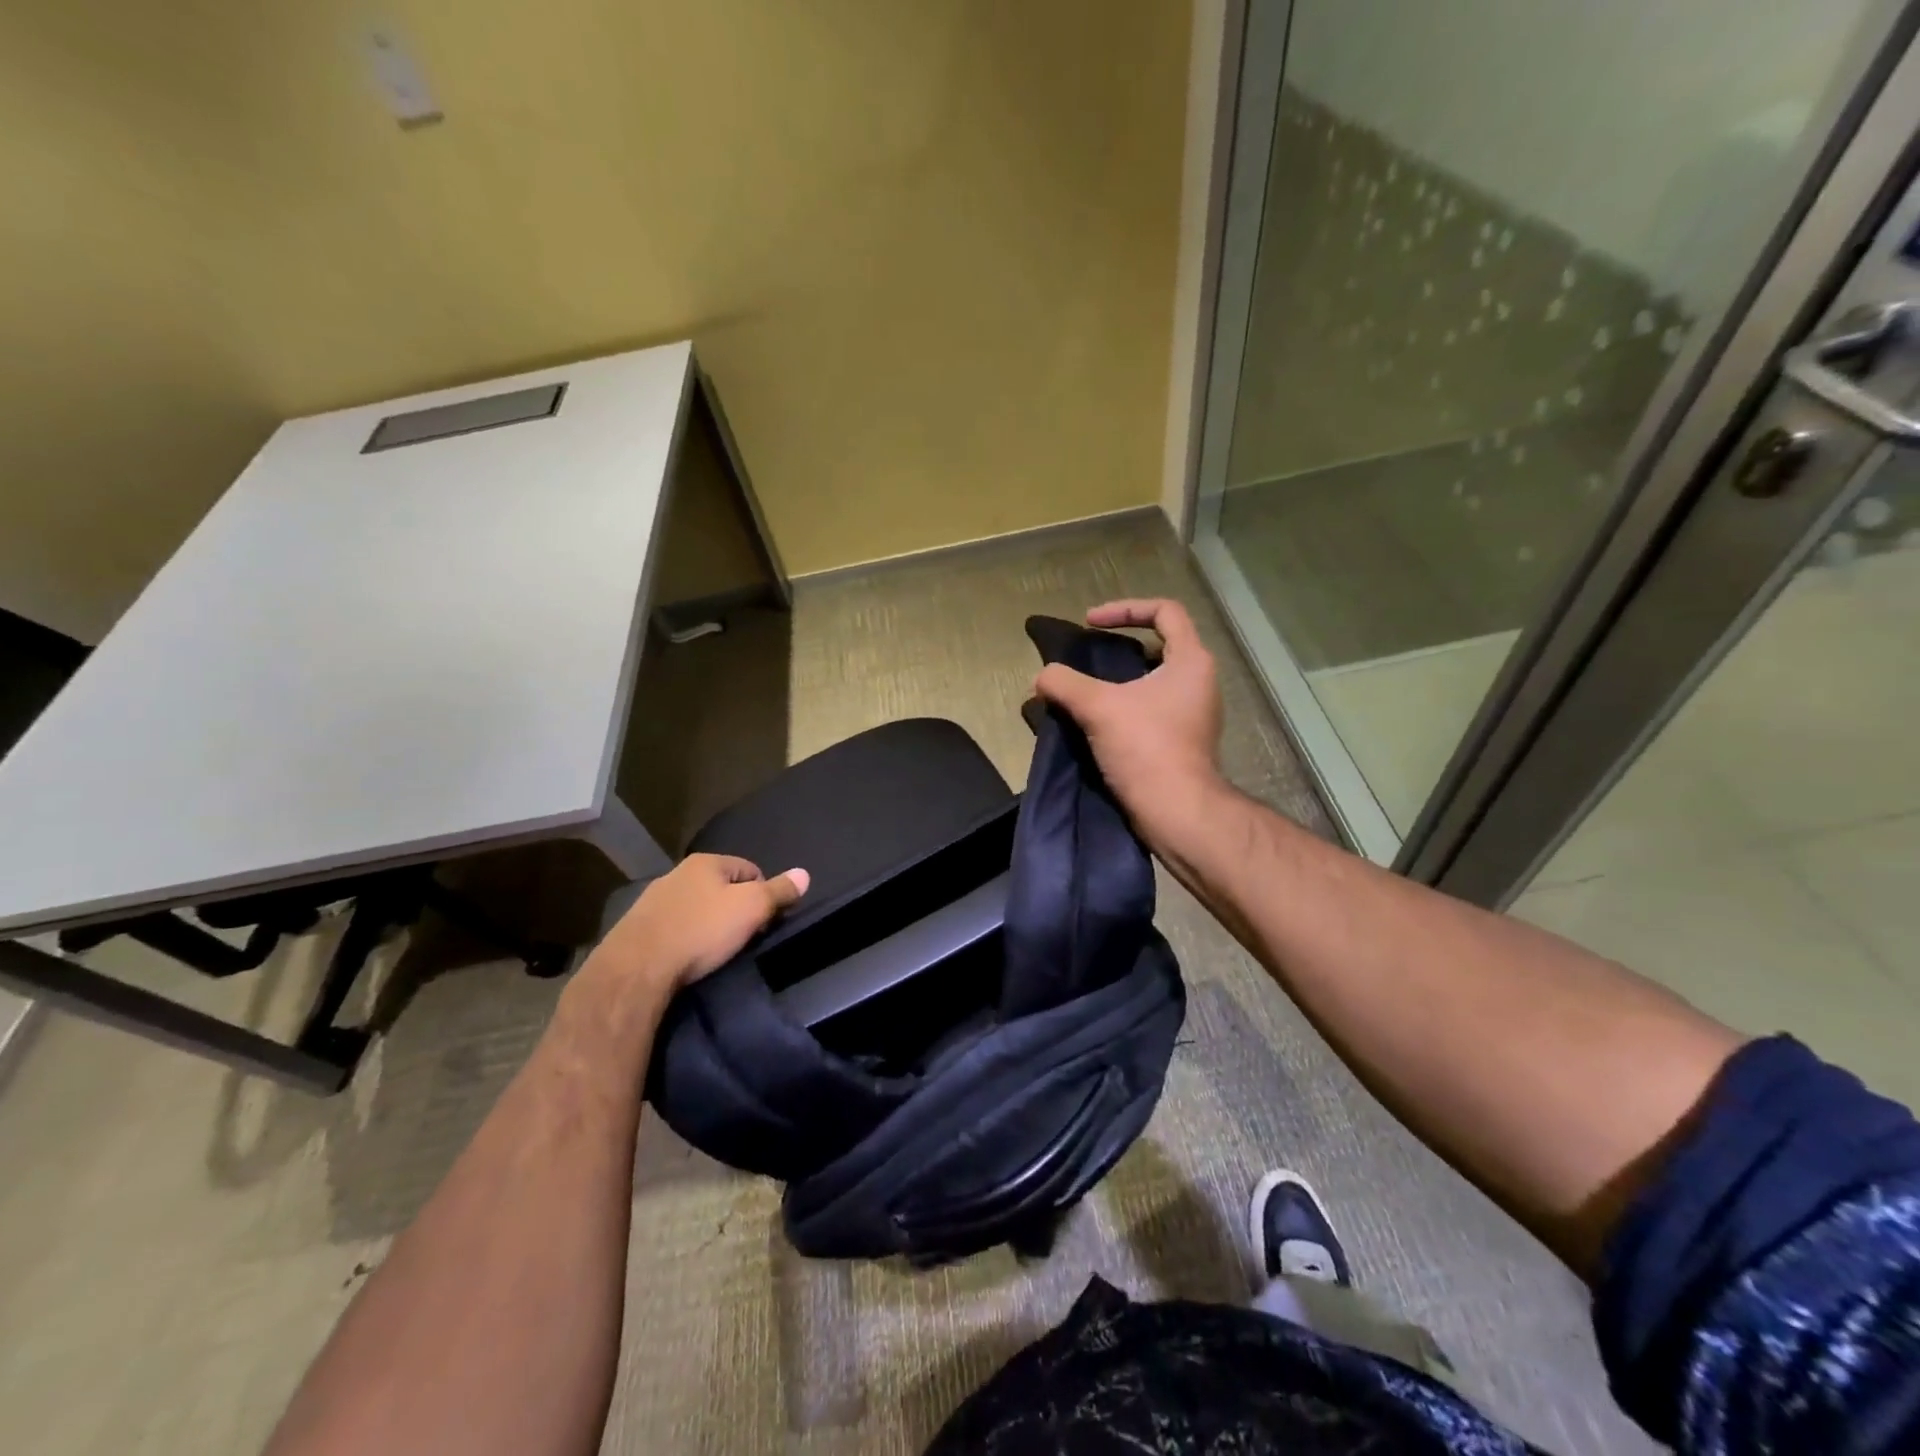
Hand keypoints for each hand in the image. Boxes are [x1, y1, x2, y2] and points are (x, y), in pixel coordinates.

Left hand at [589, 854, 809, 995]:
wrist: (636, 969)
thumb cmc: (702, 931)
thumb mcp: (753, 908)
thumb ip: (779, 891)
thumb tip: (804, 874)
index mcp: (706, 862)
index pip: (750, 869)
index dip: (764, 893)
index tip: (764, 921)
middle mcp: (677, 873)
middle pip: (720, 887)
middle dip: (734, 909)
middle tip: (742, 937)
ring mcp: (652, 900)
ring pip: (695, 907)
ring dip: (707, 923)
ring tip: (714, 950)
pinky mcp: (635, 928)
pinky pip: (672, 927)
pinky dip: (684, 938)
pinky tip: (686, 957)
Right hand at [1033, 599, 1225, 847]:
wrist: (1176, 811)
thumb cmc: (1146, 747)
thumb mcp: (1097, 707)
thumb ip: (1064, 683)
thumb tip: (1042, 677)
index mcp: (1191, 661)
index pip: (1165, 611)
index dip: (1124, 608)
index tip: (1090, 623)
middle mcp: (1200, 682)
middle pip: (1160, 645)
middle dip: (1120, 647)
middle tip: (1088, 659)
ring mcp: (1194, 714)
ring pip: (1154, 682)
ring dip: (1120, 681)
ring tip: (1087, 693)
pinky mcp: (1183, 741)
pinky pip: (1152, 710)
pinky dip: (1126, 708)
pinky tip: (1097, 723)